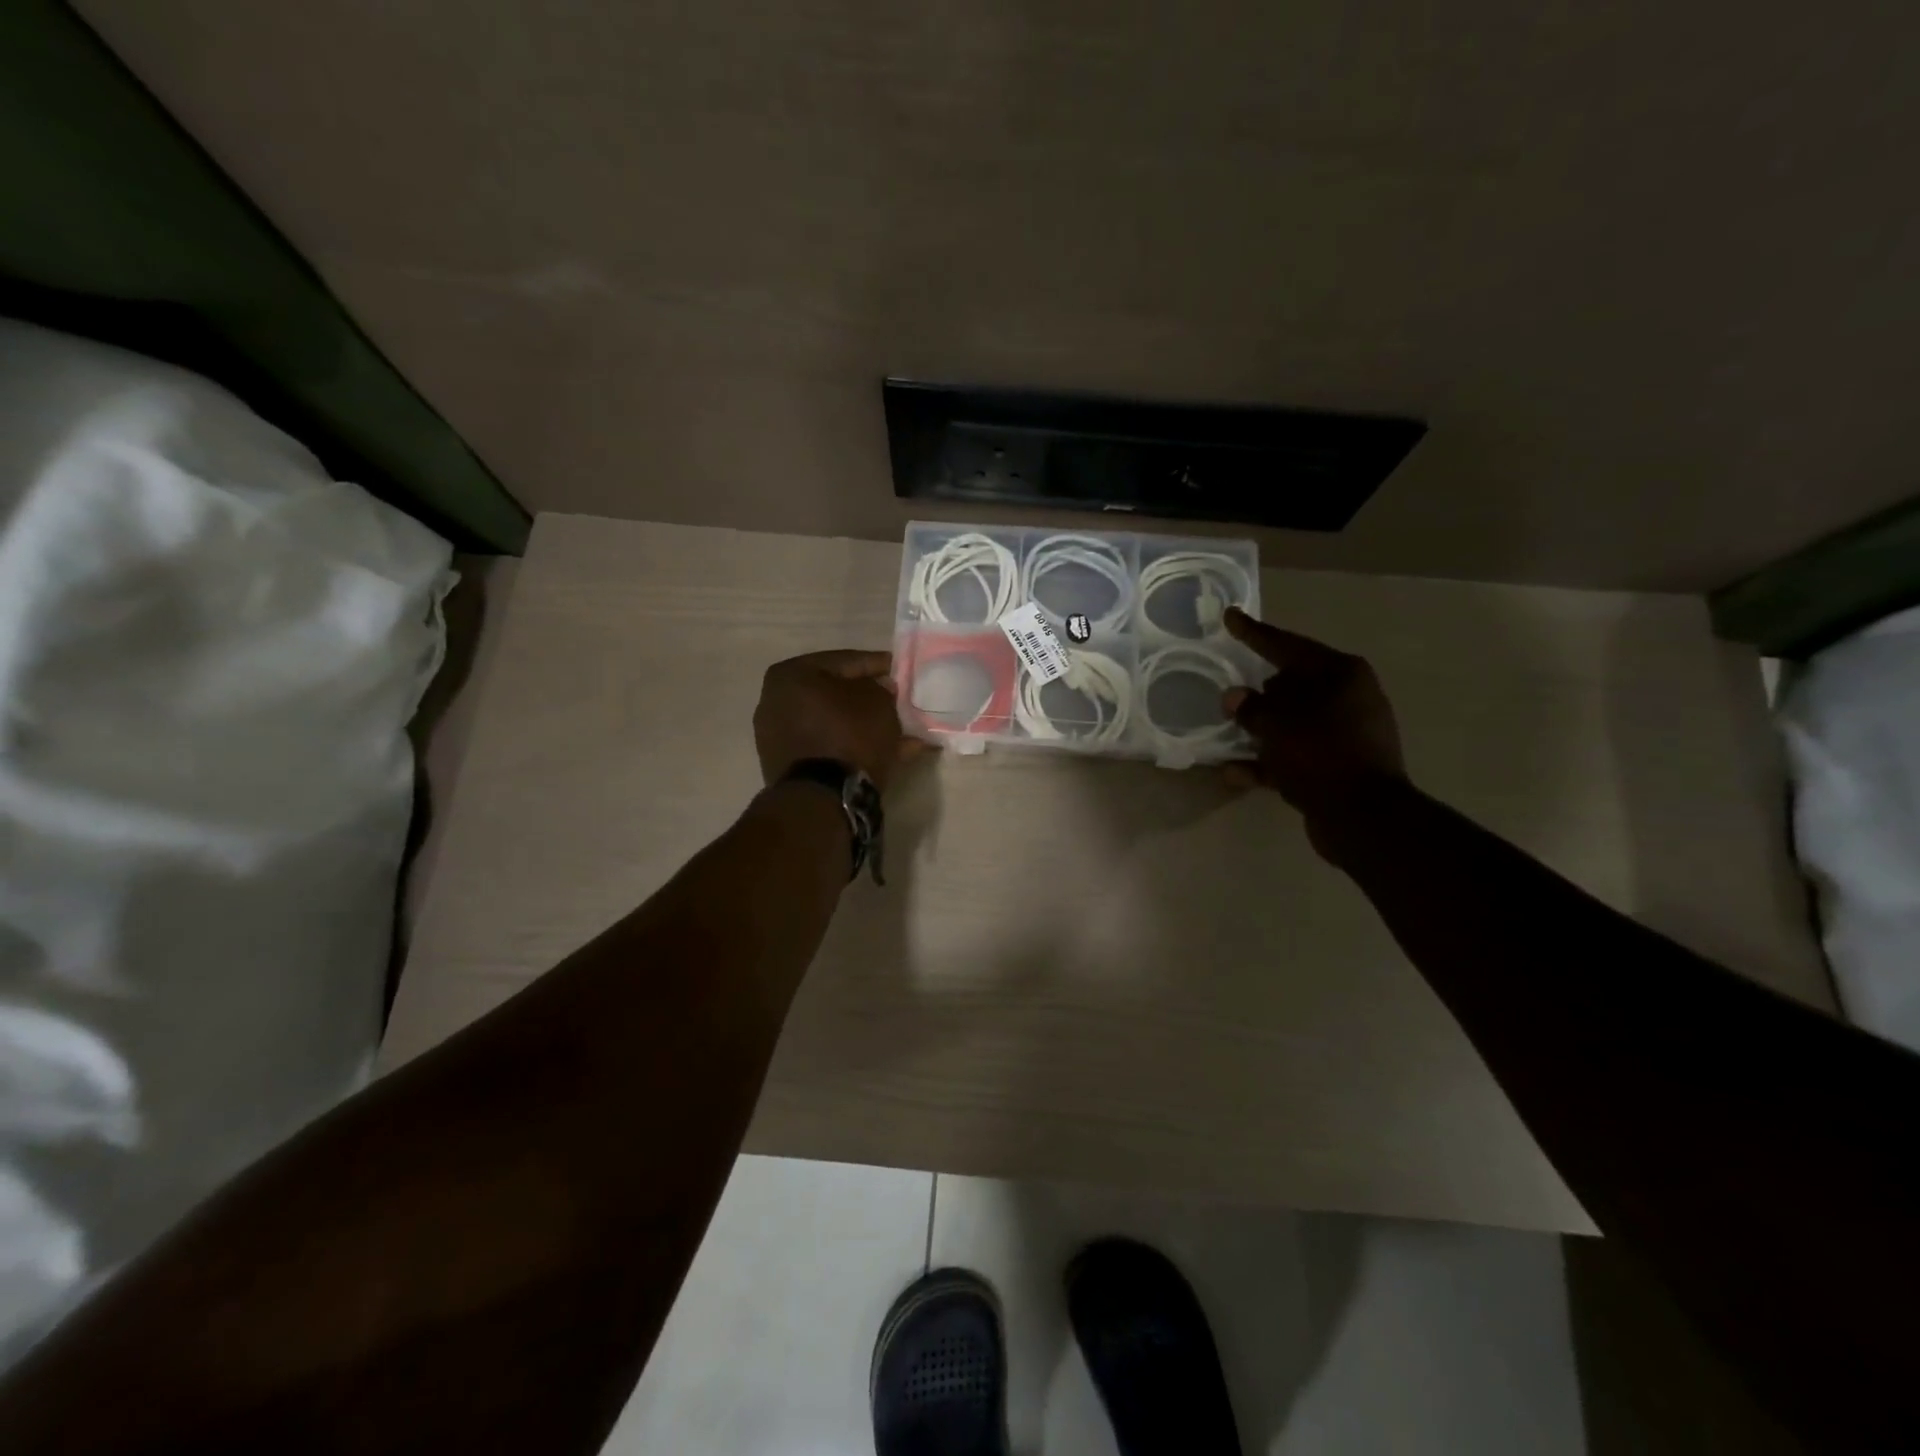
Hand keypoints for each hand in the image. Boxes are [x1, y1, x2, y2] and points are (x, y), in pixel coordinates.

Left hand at [754, 649, 923, 790]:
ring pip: (835, 724)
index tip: (899, 668)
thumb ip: (881, 689)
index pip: (844, 661)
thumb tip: (880, 690)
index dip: (877, 664)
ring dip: (866, 726)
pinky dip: (856, 747)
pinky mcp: (789, 767)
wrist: (823, 798)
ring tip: (903, 732)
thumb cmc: (849, 735)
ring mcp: (779, 737)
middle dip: (870, 698)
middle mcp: (776, 702)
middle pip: (835, 694)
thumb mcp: (878, 701)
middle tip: (898, 700)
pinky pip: (830, 747)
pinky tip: (892, 753)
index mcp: (791, 675)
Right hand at [1221, 608, 1407, 844]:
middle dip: (1259, 692)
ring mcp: (1347, 734)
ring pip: (1292, 722)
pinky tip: (1234, 772)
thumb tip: (1234, 697)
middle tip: (1229, 694)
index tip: (1230, 616)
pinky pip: (1296, 755)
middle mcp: (1348, 697)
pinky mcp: (1339, 766)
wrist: (1364, 817)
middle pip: (1292, 685)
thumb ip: (1251, 708)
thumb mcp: (1277, 725)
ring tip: (1226, 733)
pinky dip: (1268, 761)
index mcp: (1341, 674)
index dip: (1254, 633)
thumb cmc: (1321, 755)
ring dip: (1260, 731)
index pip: (1287, 645)